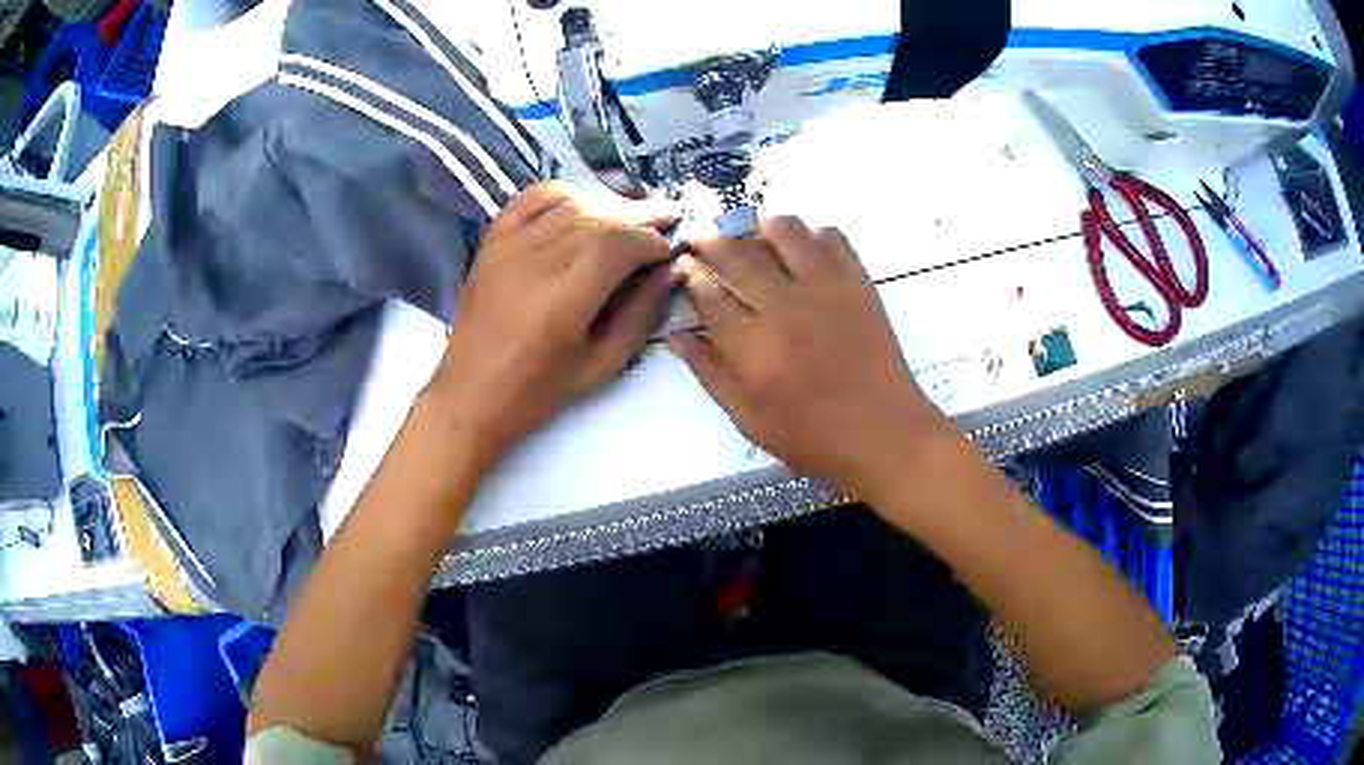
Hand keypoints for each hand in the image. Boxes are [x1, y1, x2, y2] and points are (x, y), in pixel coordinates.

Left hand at [429, 183, 674, 465]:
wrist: (469, 395)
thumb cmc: (537, 392)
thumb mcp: (601, 367)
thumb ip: (640, 316)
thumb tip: (669, 272)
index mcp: (562, 303)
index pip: (617, 245)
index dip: (651, 239)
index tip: (669, 248)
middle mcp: (533, 263)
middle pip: (598, 218)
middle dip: (639, 216)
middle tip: (667, 218)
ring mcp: (508, 246)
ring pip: (570, 204)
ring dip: (608, 205)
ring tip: (631, 217)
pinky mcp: (492, 241)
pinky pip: (533, 199)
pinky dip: (565, 194)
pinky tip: (584, 204)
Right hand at [668, 218, 951, 495]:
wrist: (885, 436)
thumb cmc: (813, 438)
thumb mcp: (749, 419)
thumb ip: (711, 373)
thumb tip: (677, 336)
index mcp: (754, 350)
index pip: (709, 297)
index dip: (691, 275)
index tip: (684, 264)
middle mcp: (786, 309)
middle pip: (739, 256)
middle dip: (711, 240)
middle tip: (700, 235)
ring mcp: (827, 290)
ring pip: (786, 231)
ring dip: (760, 226)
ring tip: (751, 234)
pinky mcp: (859, 284)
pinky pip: (833, 238)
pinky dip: (812, 234)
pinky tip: (803, 250)